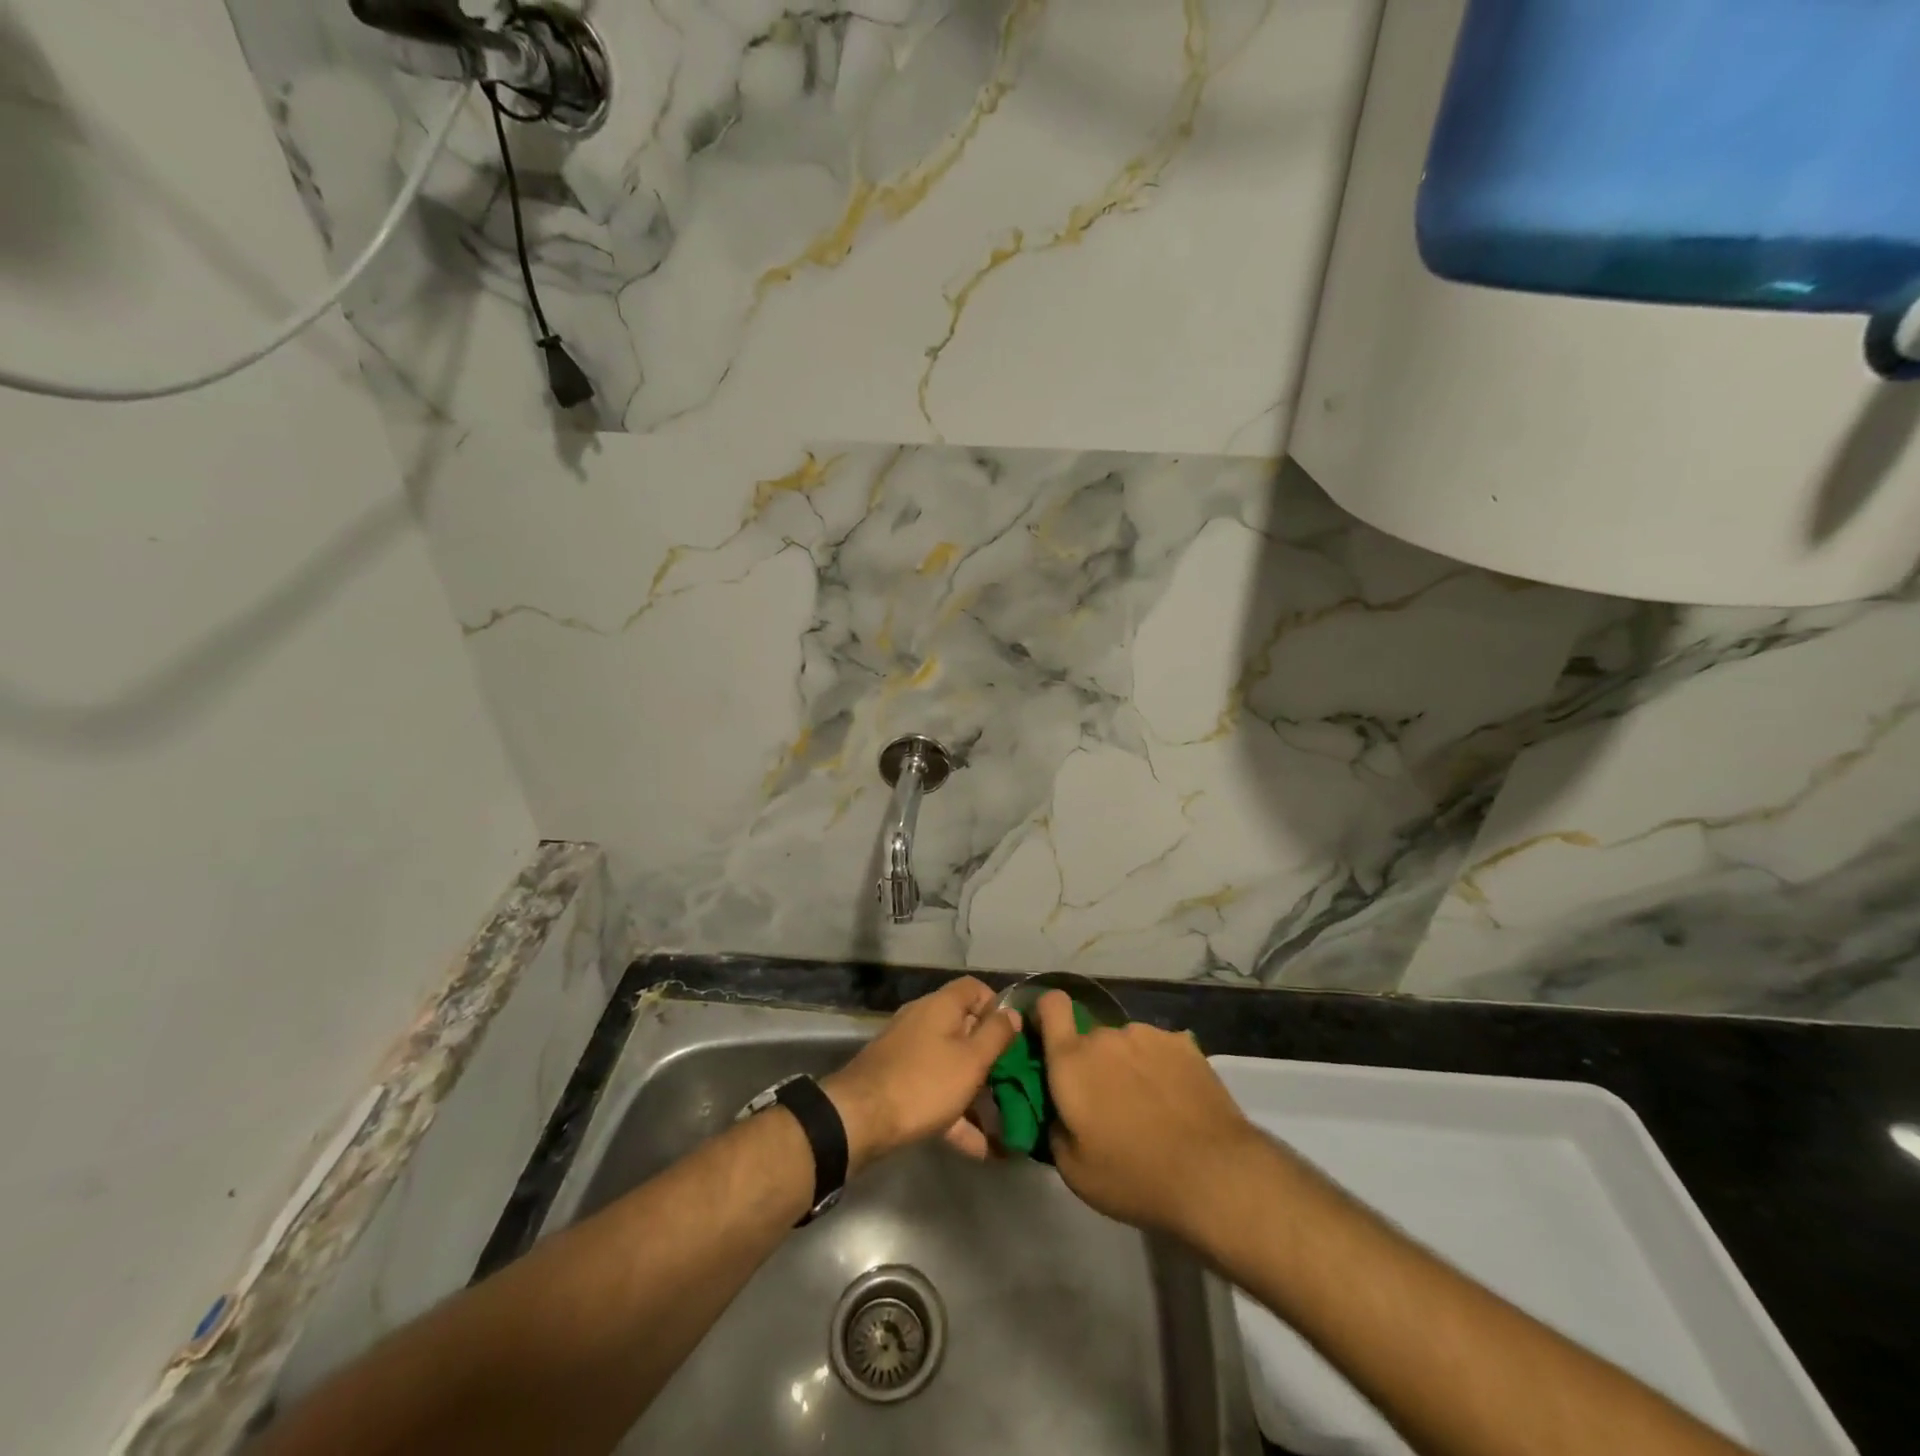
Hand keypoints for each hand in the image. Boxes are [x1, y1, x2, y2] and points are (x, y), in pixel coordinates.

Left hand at [823, 977, 1020, 1170]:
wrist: (860, 1118)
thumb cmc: (925, 1083)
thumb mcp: (971, 1060)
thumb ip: (996, 1035)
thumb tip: (1012, 1012)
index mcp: (940, 1005)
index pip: (974, 988)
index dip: (996, 1005)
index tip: (1012, 1035)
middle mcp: (921, 1020)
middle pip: (962, 1027)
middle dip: (988, 1054)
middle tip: (1011, 1079)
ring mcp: (906, 1051)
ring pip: (948, 1062)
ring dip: (973, 1089)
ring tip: (1001, 1120)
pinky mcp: (896, 1080)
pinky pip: (932, 1089)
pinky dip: (954, 1112)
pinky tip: (978, 1147)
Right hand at [1035, 990, 1260, 1238]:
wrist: (1214, 1175)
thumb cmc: (1134, 1177)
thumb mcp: (1074, 1171)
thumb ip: (1054, 1128)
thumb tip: (1059, 1110)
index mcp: (1071, 1062)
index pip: (1051, 1005)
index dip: (1047, 1015)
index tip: (1051, 1041)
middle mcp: (1105, 1036)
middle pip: (1091, 1038)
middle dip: (1094, 1063)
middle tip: (1110, 1106)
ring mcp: (1147, 1035)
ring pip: (1126, 1044)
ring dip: (1128, 1065)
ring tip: (1150, 1107)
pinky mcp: (1184, 1043)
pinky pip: (1159, 1049)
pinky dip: (1160, 1068)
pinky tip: (1177, 1102)